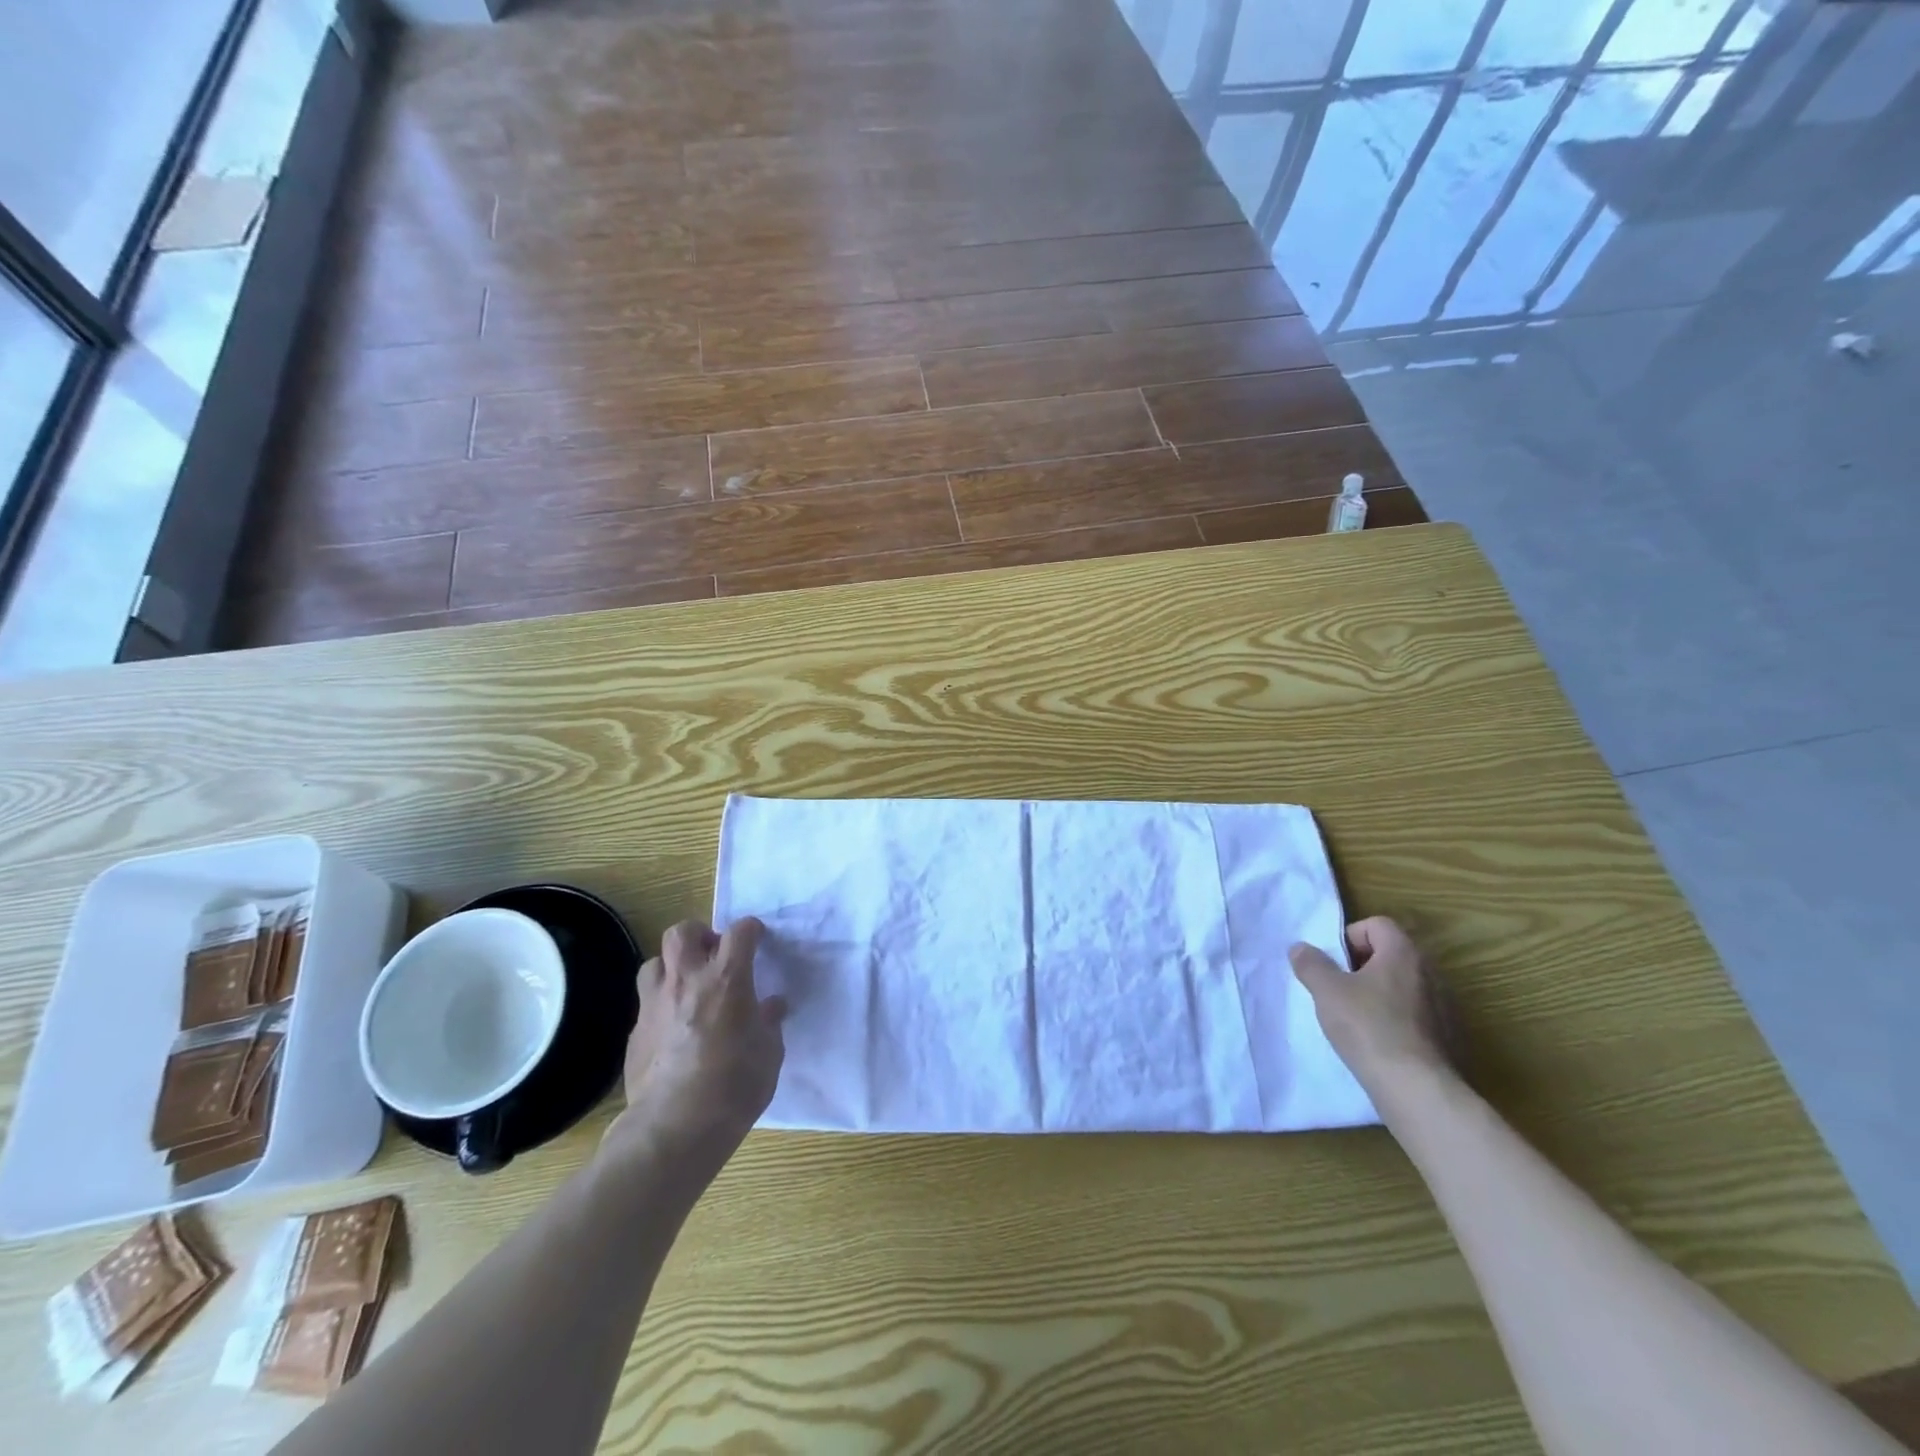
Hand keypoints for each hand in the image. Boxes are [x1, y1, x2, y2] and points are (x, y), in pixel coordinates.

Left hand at [613, 917, 785, 1163]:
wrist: (675, 1127)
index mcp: (727, 978)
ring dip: (672, 966)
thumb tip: (772, 1005)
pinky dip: (661, 1004)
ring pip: (654, 962)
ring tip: (687, 986)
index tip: (758, 939)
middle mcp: (687, 980)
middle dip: (700, 935)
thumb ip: (769, 1021)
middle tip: (714, 956)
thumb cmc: (735, 1085)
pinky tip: (672, 1028)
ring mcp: (655, 1004)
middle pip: (682, 931)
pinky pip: (646, 1002)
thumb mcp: (770, 1052)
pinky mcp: (635, 1032)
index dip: (751, 930)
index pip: (740, 931)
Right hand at [1289, 917, 1460, 1099]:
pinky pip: (1415, 1014)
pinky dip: (1395, 1020)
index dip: (1349, 937)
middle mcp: (1430, 972)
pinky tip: (1377, 1042)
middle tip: (1338, 988)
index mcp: (1403, 953)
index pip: (1376, 925)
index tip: (1333, 963)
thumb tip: (1300, 948)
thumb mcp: (1326, 991)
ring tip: (1355, 1017)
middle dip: (1361, 966)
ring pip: (1401, 986)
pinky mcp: (1448, 1037)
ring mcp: (1444, 1006)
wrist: (1417, 1089)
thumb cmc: (1368, 1027)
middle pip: (1390, 954)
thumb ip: (1311, 963)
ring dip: (1378, 994)